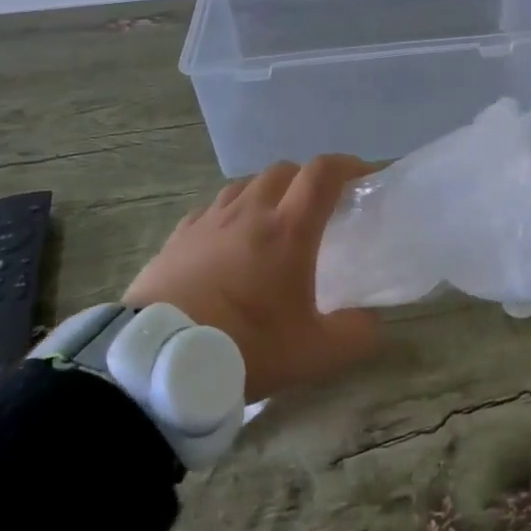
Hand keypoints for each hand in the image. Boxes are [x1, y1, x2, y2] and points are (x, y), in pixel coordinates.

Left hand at [125, 156, 380, 402]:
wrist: (158, 365)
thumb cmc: (244, 348)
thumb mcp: (314, 354)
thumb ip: (356, 335)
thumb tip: (372, 322)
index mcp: (288, 229)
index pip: (324, 173)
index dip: (349, 165)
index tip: (365, 176)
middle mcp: (250, 211)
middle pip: (285, 170)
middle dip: (308, 179)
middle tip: (319, 207)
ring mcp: (209, 221)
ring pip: (246, 184)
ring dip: (268, 192)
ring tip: (273, 222)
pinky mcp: (177, 237)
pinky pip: (212, 209)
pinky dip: (230, 214)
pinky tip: (228, 241)